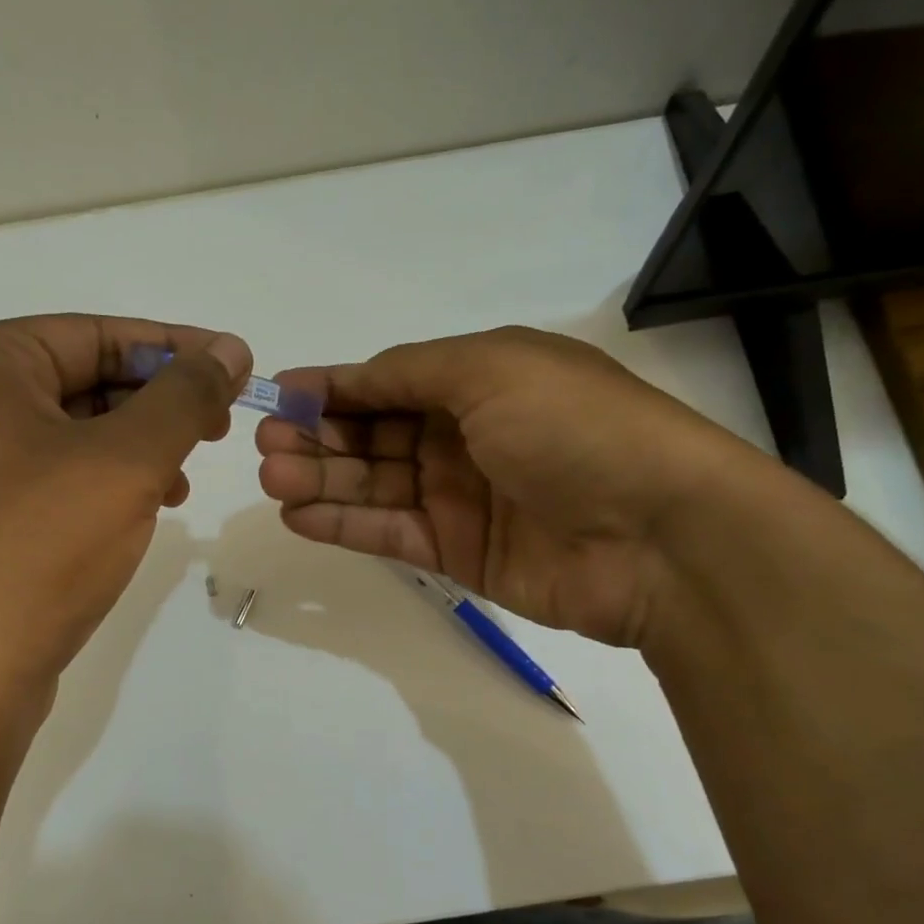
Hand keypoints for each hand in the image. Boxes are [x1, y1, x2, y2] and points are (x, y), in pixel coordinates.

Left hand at [0, 314, 250, 687]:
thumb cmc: (40, 549)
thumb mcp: (127, 461)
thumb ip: (185, 396)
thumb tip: (230, 351)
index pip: (95, 334)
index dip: (175, 348)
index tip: (236, 366)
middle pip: (82, 379)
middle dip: (157, 403)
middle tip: (219, 425)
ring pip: (72, 431)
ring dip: (138, 446)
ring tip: (183, 478)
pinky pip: (53, 474)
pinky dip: (105, 481)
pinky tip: (146, 506)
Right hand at [255, 326, 776, 645]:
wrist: (657, 535)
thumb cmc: (574, 429)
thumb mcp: (492, 369)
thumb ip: (410, 372)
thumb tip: (348, 377)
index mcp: (481, 380)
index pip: (390, 381)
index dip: (335, 387)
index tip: (278, 395)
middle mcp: (467, 436)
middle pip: (375, 436)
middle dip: (318, 437)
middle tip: (266, 447)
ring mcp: (462, 499)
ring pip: (376, 486)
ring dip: (322, 481)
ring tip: (272, 480)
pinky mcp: (459, 554)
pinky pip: (391, 534)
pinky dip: (345, 525)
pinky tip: (299, 516)